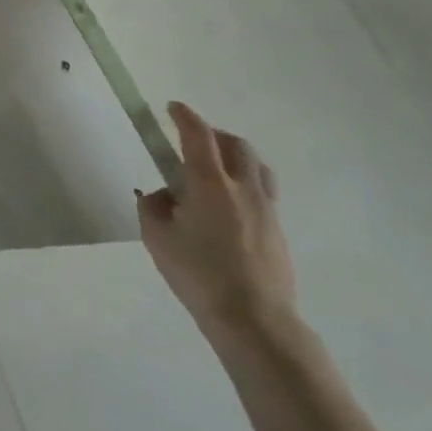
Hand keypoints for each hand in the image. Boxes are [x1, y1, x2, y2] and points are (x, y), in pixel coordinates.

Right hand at [138, 101, 296, 344]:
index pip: (198, 135)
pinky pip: (263, 193)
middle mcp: (242, 188)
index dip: (184, 116)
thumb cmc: (199, 274)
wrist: (255, 322)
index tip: (172, 108)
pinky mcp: (278, 232)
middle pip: (236, 145)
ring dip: (236, 157)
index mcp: (209, 183)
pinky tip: (229, 207)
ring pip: (256, 167)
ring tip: (217, 169)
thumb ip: (154, 207)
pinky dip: (245, 185)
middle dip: (213, 134)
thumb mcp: (157, 237)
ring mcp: (266, 210)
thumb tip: (163, 196)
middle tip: (194, 140)